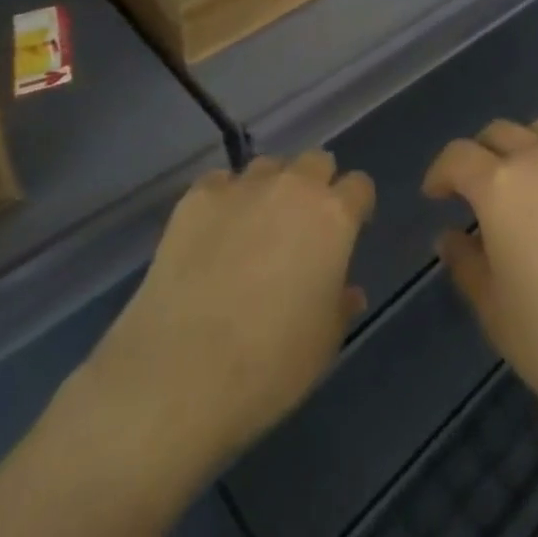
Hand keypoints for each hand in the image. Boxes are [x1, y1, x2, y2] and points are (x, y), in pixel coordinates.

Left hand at [84, 151, 374, 480]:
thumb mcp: (323, 345)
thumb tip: (348, 290)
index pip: (359, 186)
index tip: (349, 231)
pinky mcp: (197, 196)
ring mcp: (242, 186)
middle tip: (302, 227)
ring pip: (268, 166)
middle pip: (315, 161)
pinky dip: (224, 200)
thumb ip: (341, 305)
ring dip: (270, 189)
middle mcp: (293, 186)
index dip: (356, 206)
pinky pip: (221, 182)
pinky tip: (212, 235)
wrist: (178, 376)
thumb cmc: (268, 366)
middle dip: (316, 185)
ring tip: (254, 229)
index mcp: (333, 217)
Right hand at [424, 118, 537, 453]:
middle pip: (499, 132)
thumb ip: (466, 264)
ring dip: (523, 150)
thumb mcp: (497, 314)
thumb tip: (451, 236)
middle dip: (479, 156)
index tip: (435, 195)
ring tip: (525, 189)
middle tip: (476, 193)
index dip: (440, 172)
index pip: (458, 156)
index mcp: (502, 185)